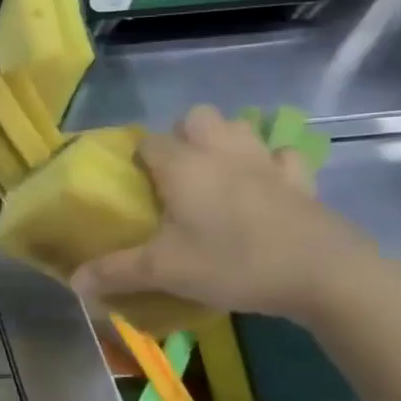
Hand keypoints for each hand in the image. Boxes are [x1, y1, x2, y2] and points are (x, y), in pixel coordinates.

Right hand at [70, 104, 377, 323]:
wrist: (326, 275)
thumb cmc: (233, 262)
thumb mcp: (164, 271)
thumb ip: (115, 272)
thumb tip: (74, 283)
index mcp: (183, 167)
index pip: (148, 142)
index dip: (137, 157)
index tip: (133, 182)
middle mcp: (221, 153)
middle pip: (197, 117)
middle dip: (183, 135)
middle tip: (175, 174)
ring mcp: (266, 163)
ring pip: (241, 127)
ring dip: (225, 140)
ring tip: (215, 173)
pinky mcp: (302, 182)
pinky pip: (283, 157)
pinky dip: (272, 163)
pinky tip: (265, 185)